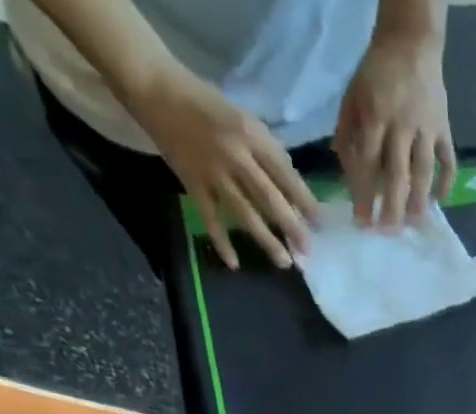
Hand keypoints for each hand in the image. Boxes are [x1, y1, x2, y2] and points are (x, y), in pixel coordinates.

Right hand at [126, 63, 317, 269]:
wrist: (156, 88)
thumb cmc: (207, 105)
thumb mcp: (243, 119)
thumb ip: (266, 152)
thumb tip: (292, 190)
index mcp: (250, 135)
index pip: (284, 173)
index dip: (304, 200)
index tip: (319, 223)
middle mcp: (234, 155)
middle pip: (268, 197)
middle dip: (291, 226)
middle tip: (307, 251)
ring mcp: (213, 172)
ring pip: (244, 212)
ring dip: (266, 240)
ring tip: (284, 262)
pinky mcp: (192, 183)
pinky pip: (210, 218)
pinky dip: (221, 241)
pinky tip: (234, 263)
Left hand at [334, 34, 455, 227]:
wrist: (411, 41)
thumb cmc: (376, 75)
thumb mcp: (352, 97)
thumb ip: (348, 135)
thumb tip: (349, 179)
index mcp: (376, 113)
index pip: (368, 161)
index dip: (364, 193)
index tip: (362, 221)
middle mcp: (403, 123)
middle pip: (398, 173)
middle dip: (392, 206)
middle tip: (388, 232)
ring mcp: (427, 127)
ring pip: (424, 170)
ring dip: (420, 200)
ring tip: (414, 223)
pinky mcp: (445, 128)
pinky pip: (448, 160)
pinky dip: (446, 182)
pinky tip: (439, 202)